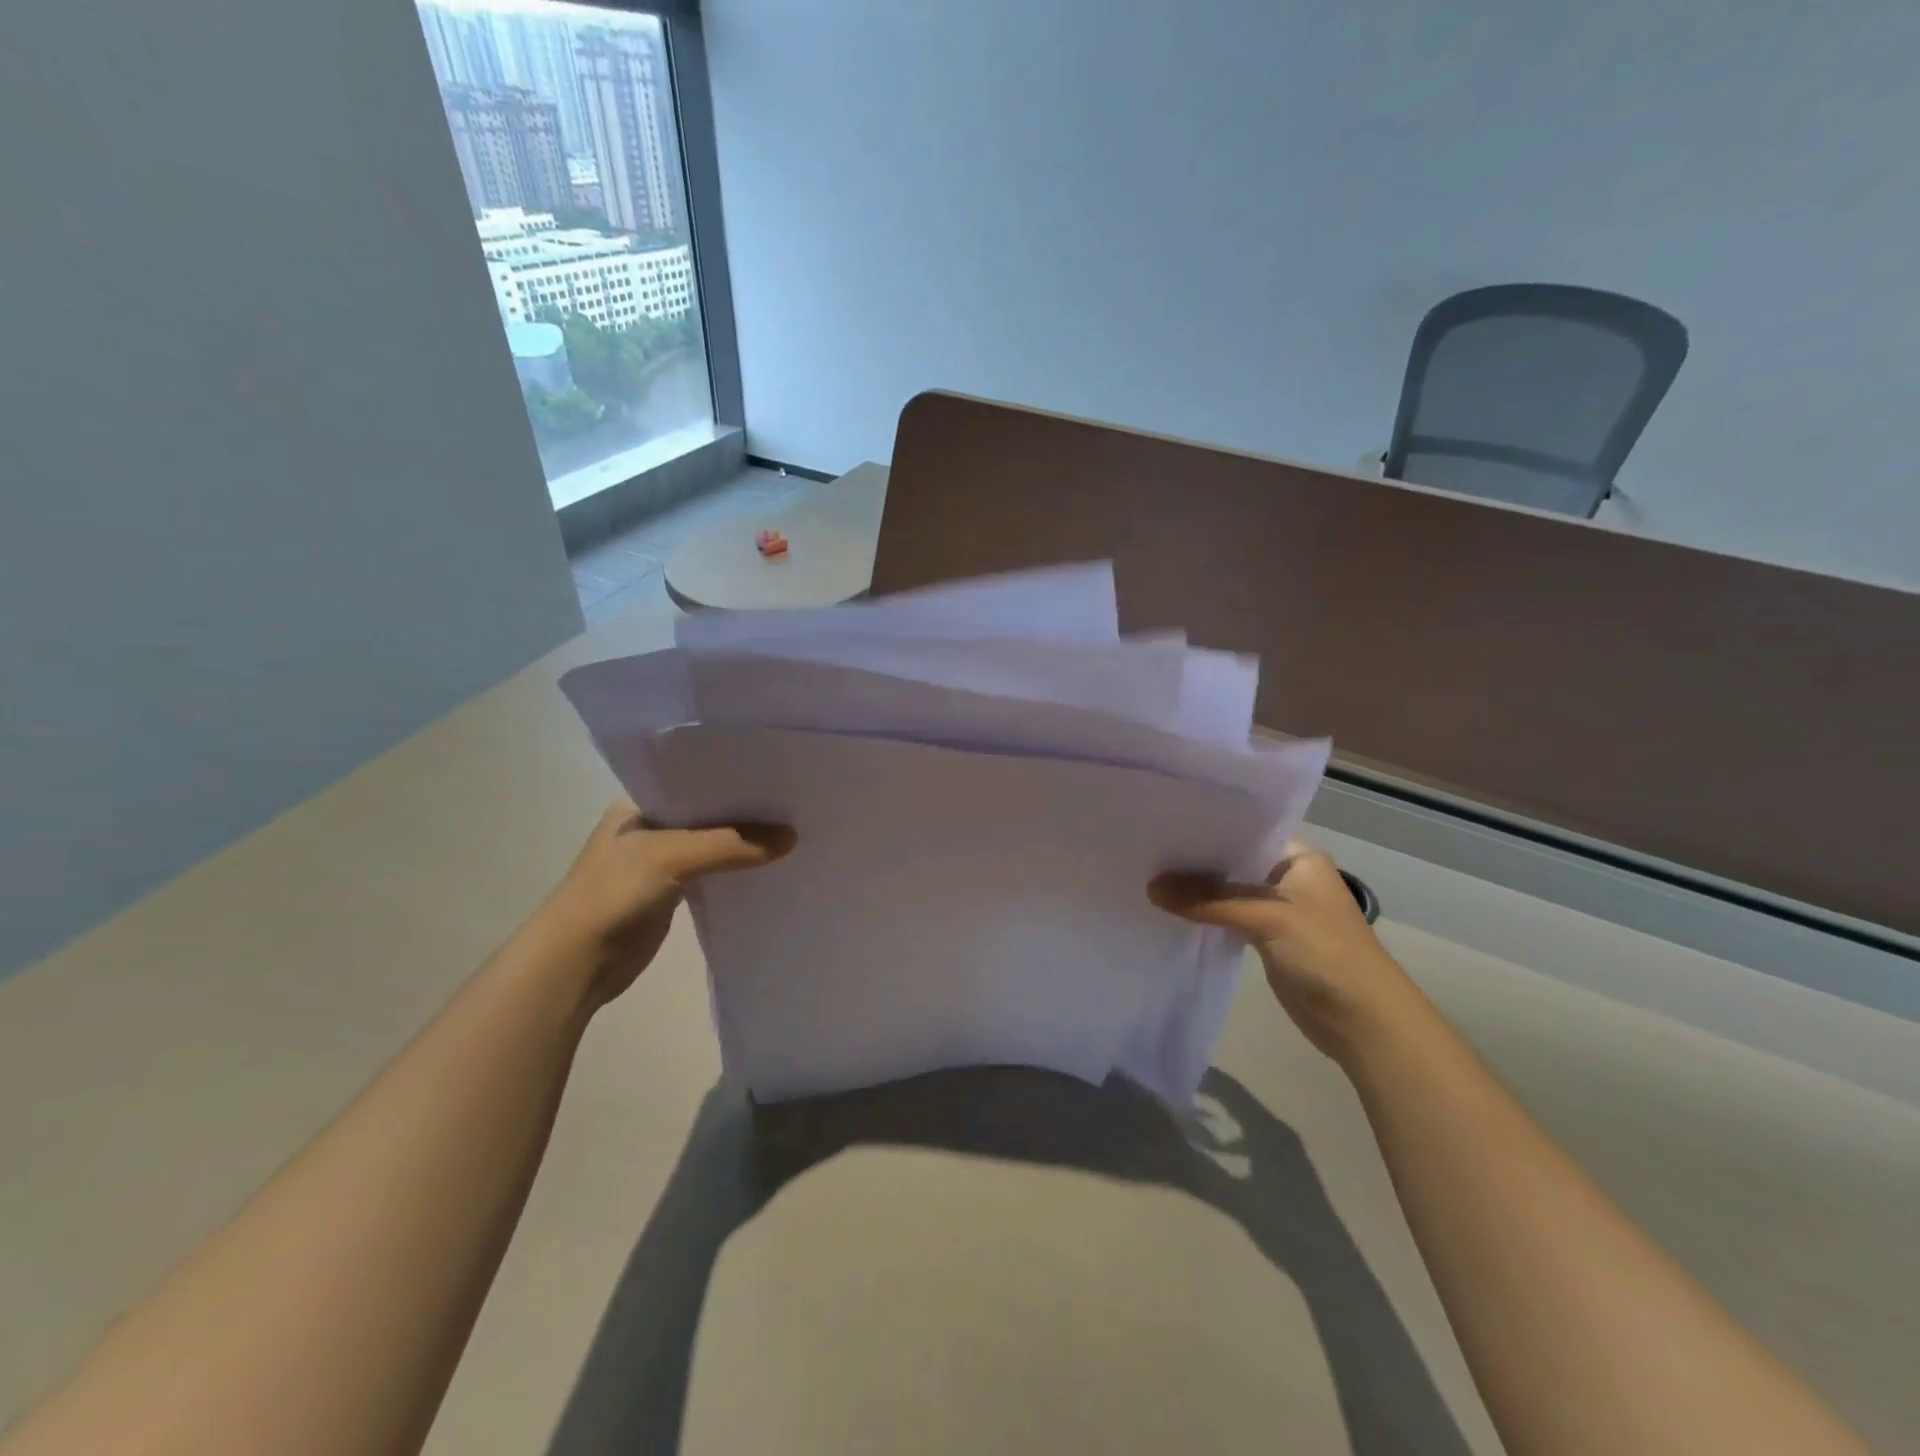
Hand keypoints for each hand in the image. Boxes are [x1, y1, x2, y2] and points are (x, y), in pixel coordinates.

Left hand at [532, 800, 795, 1007]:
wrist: (576, 962)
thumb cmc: (614, 893)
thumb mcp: (673, 856)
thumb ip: (731, 844)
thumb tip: (792, 838)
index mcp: (639, 805)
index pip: (696, 783)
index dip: (735, 782)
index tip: (778, 778)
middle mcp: (649, 828)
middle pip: (708, 815)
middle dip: (745, 814)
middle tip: (794, 806)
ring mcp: (658, 863)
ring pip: (711, 846)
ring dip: (742, 844)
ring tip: (791, 832)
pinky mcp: (669, 895)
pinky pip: (711, 875)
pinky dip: (735, 872)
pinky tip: (768, 867)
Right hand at [1150, 840, 1422, 1064]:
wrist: (1363, 1021)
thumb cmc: (1326, 953)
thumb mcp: (1268, 917)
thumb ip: (1209, 900)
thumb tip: (1150, 887)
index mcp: (1299, 857)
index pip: (1246, 830)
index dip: (1207, 827)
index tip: (1164, 821)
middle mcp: (1287, 876)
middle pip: (1232, 861)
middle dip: (1195, 859)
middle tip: (1147, 848)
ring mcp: (1277, 910)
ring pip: (1227, 891)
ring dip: (1197, 889)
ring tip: (1149, 874)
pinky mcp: (1266, 939)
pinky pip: (1228, 917)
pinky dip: (1204, 914)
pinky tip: (1171, 909)